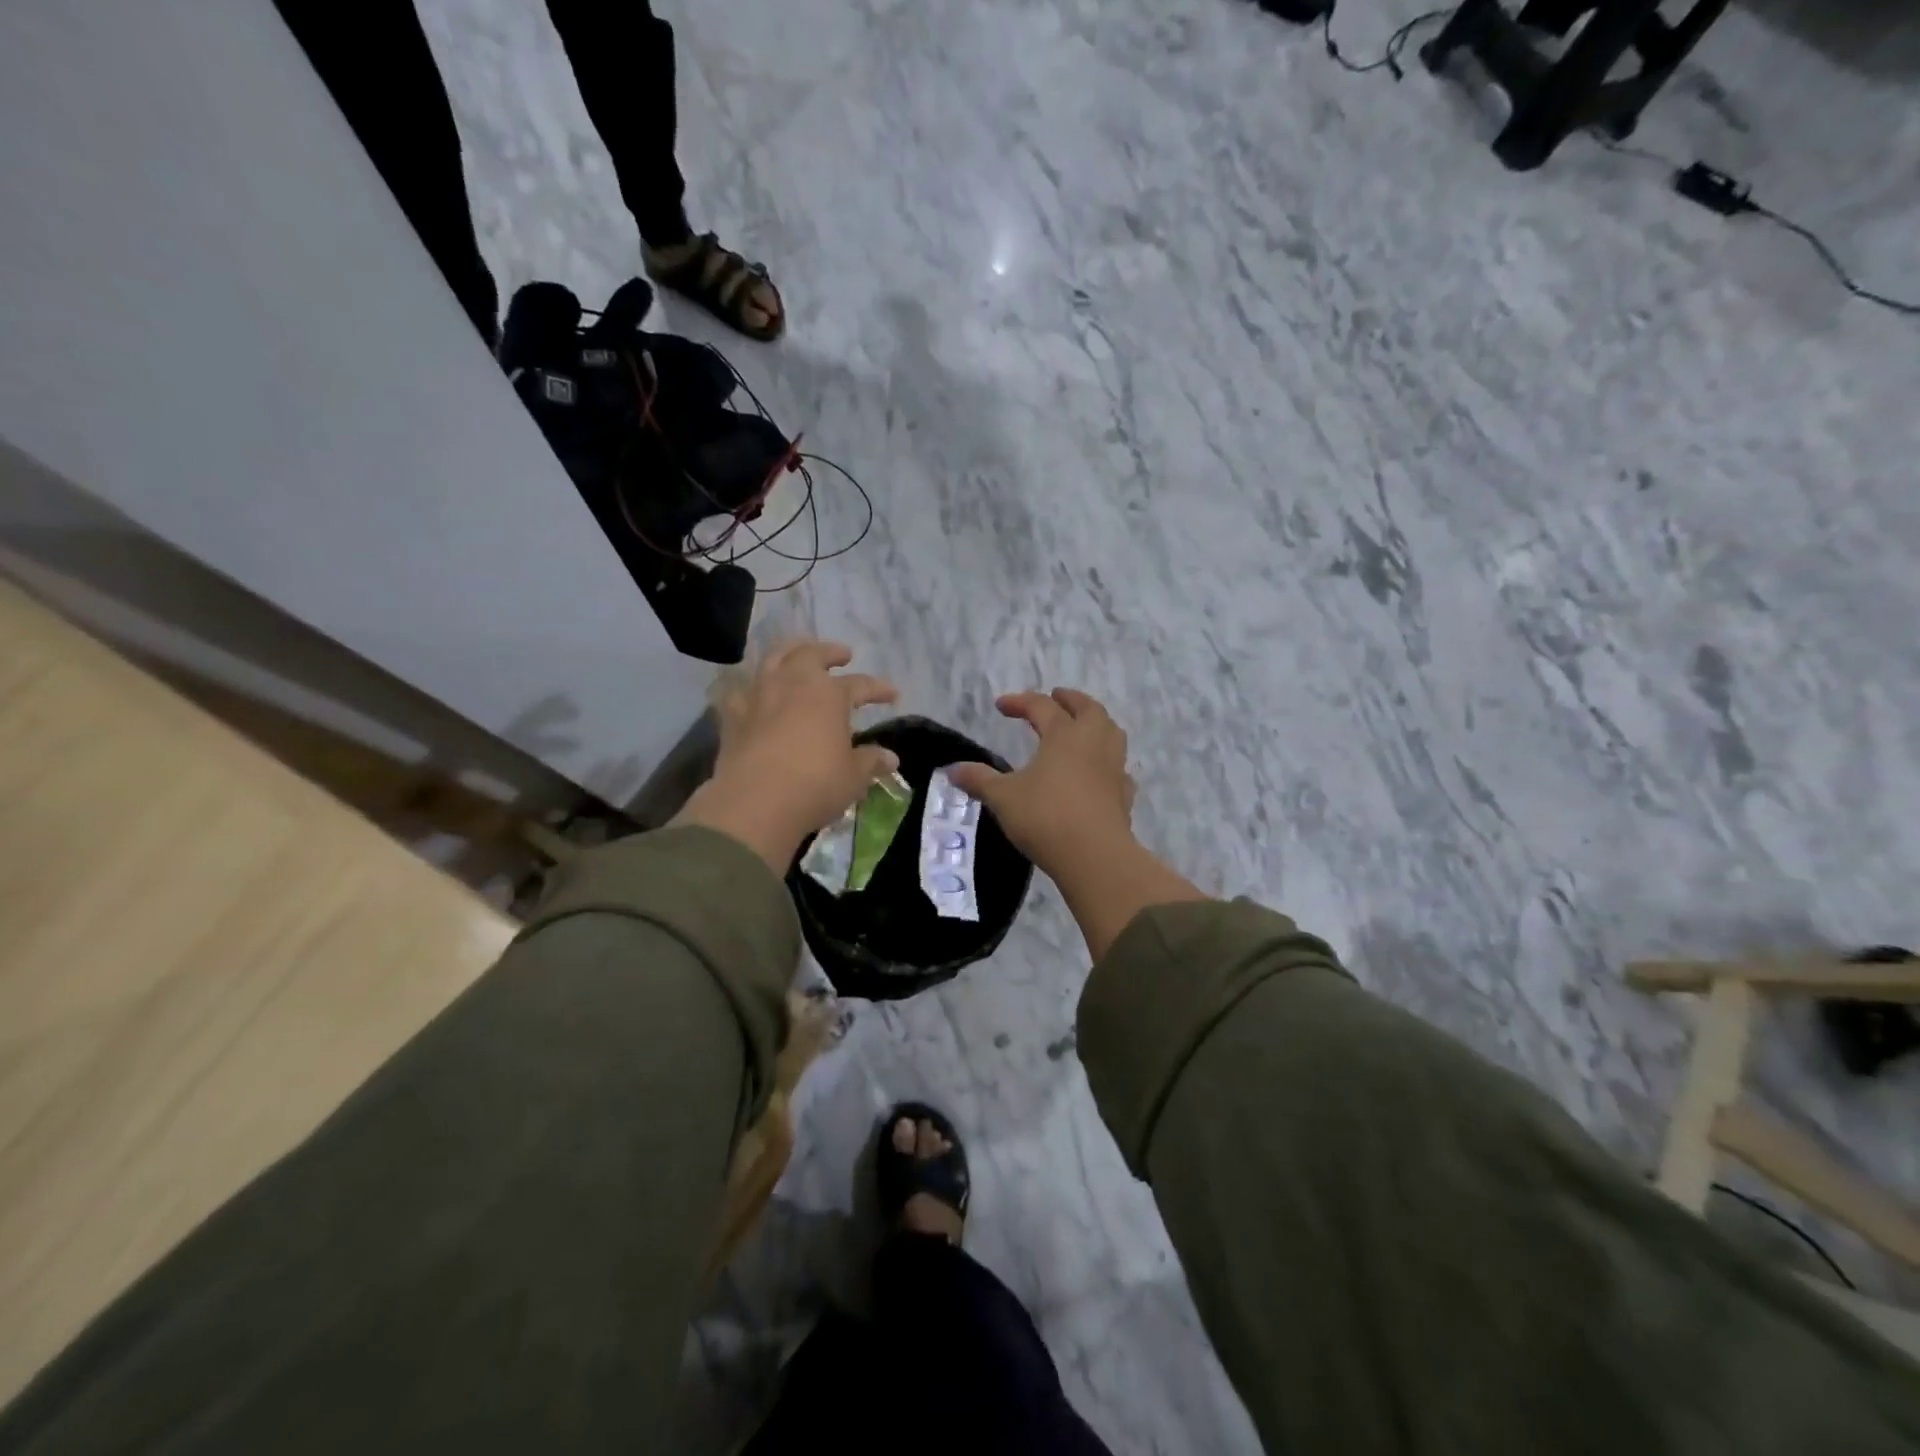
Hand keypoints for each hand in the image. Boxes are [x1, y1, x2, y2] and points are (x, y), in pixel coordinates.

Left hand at [675, 640, 898, 872]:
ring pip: (773, 660)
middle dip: (829, 652)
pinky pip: (739, 692)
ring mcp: (759, 696)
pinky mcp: (732, 716)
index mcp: (829, 694)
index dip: (878, 688)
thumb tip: (890, 758)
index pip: (860, 684)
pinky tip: (752, 693)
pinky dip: (748, 688)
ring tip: (797, 656)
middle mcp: (793, 683)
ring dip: (789, 654)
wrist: (755, 803)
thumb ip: (870, 761)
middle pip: (812, 655)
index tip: (892, 693)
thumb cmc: (815, 784)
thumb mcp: (853, 776)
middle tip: (842, 655)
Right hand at [950, 688, 1202, 960]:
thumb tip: (952, 770)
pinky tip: (1098, 772)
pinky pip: (1118, 767)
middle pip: (1088, 709)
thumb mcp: (1003, 797)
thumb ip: (979, 780)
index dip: (1020, 702)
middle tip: (1056, 697)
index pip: (1041, 706)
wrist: (1094, 856)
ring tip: (1081, 727)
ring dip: (1096, 723)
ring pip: (1111, 732)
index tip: (1001, 705)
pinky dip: (1107, 762)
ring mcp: (1114, 767)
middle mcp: (1093, 742)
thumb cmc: (1045, 817)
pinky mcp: (1124, 794)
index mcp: (1064, 734)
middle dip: (1071, 700)